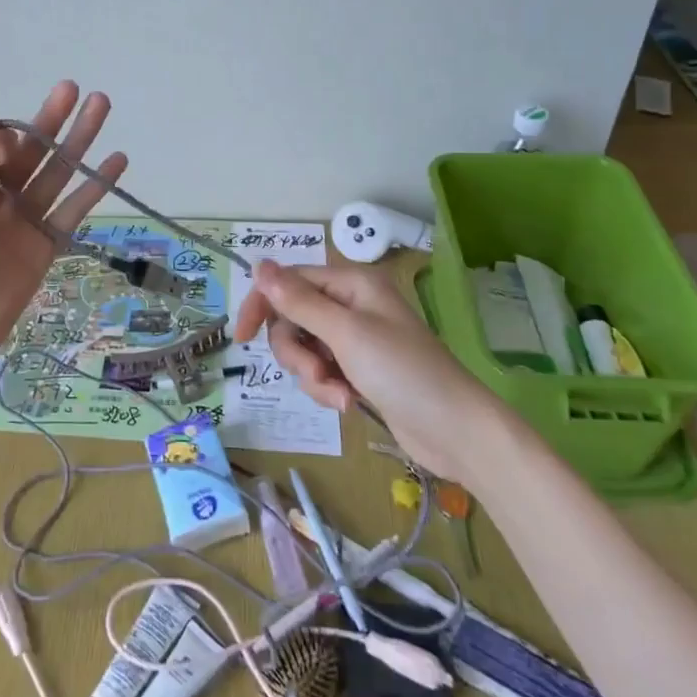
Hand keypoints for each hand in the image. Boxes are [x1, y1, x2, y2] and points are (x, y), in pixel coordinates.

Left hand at [0, 82, 126, 387]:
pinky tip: (116, 161)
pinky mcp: (44, 252)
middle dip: (54, 122)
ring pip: (57, 176)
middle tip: (80, 89)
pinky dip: (94, 189)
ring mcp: (21, 226)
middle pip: (32, 154)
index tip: (5, 149)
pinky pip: (72, 213)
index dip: (8, 138)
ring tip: (103, 106)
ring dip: (79, 143)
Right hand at [235, 260, 496, 483]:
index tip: (241, 336)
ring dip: (312, 375)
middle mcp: (350, 305)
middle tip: (317, 373)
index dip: (263, 305)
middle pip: (292, 318)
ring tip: (338, 395)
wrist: (455, 431)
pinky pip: (321, 371)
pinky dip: (326, 388)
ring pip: (304, 348)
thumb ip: (299, 301)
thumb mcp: (346, 333)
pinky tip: (348, 403)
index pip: (289, 282)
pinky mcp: (358, 369)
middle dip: (296, 351)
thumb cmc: (403, 371)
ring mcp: (354, 339)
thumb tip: (259, 265)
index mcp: (350, 284)